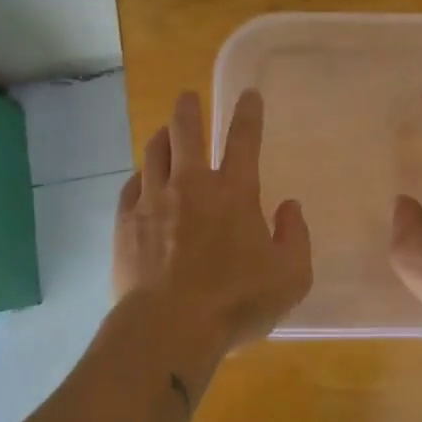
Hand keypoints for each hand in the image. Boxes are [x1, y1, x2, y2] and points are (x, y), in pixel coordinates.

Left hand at [114, 89, 312, 361]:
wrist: (169, 328)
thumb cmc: (236, 302)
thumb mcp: (291, 276)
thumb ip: (296, 237)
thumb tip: (289, 207)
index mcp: (234, 192)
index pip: (244, 140)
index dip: (248, 113)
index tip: (248, 94)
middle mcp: (192, 185)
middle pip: (186, 132)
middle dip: (188, 109)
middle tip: (187, 96)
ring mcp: (154, 201)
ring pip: (154, 152)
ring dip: (161, 136)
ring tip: (163, 131)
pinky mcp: (125, 223)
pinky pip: (130, 186)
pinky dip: (140, 176)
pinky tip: (141, 179)